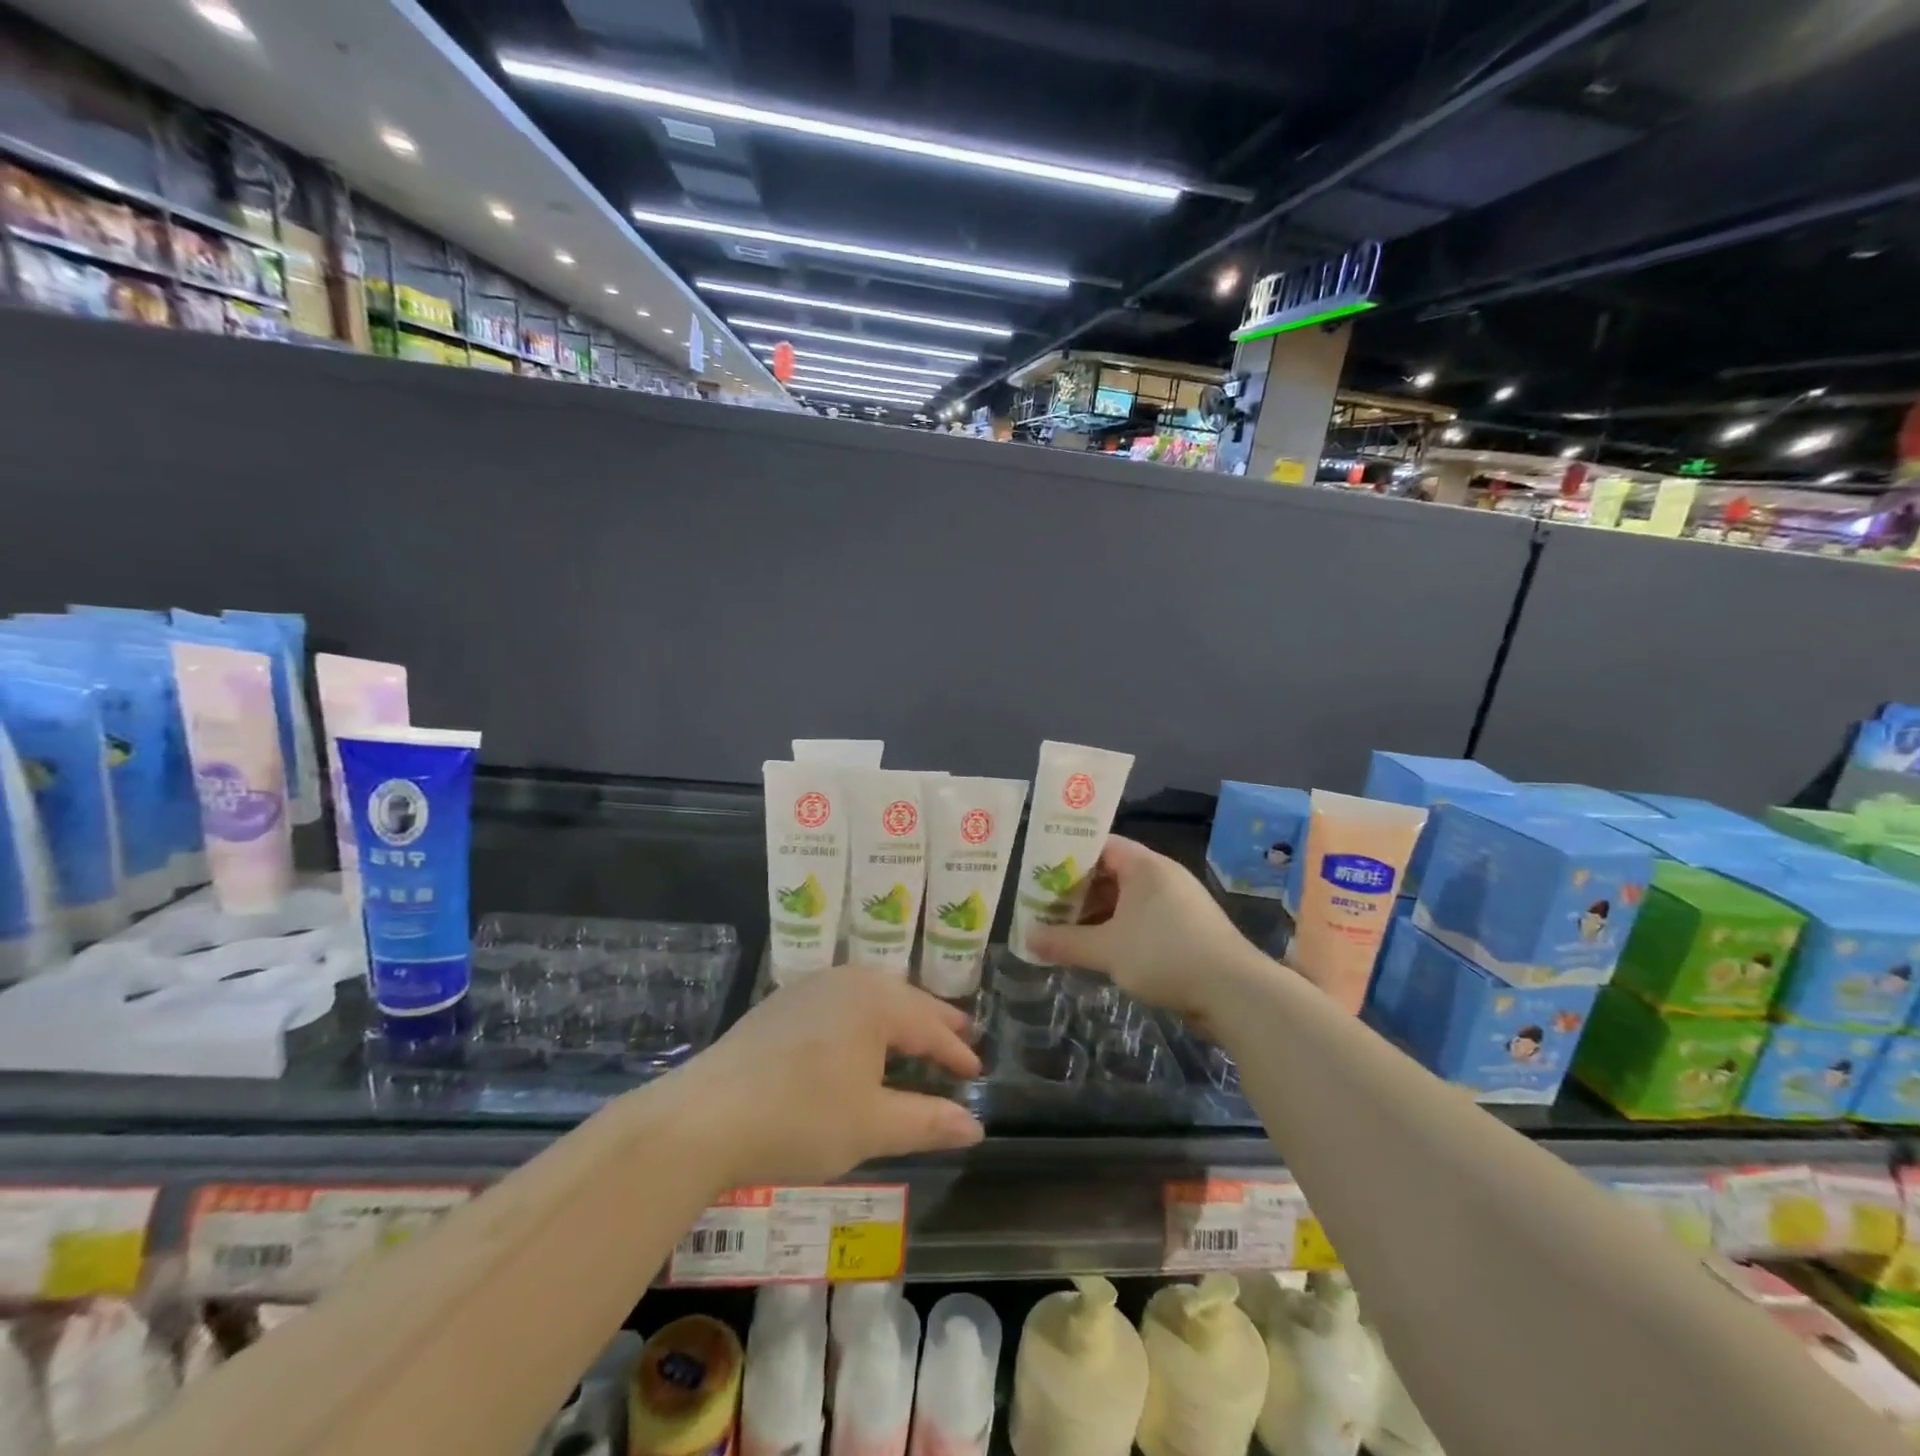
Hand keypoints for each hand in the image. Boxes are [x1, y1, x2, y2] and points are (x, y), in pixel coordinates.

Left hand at [666, 966, 984, 1187]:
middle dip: (934, 1021)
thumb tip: (975, 1126)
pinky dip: (864, 1018)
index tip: (977, 1070)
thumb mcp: (871, 1126)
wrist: (705, 1116)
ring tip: (917, 1033)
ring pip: (870, 996)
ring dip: (898, 1016)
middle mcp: (847, 981)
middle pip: (903, 1000)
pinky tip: (859, 1036)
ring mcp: (810, 987)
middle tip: (963, 1034)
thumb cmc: (800, 1118)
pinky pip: (840, 1002)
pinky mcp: (782, 1003)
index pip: (929, 1026)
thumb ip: (927, 1122)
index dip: (956, 1051)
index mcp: (875, 1002)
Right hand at [1026, 836, 1255, 1022]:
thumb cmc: (1165, 955)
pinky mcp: (1187, 929)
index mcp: (1145, 865)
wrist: (1235, 992)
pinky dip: (1119, 929)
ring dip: (1098, 913)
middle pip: (1111, 872)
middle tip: (1046, 907)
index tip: (1041, 874)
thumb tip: (1026, 937)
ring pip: (1127, 899)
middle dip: (1078, 890)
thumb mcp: (1107, 949)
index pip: (1100, 845)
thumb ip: (1064, 942)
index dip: (1068, 857)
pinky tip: (1101, 950)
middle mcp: (1162, 876)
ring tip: (1066, 931)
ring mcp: (1178, 902)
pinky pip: (1143, 919)